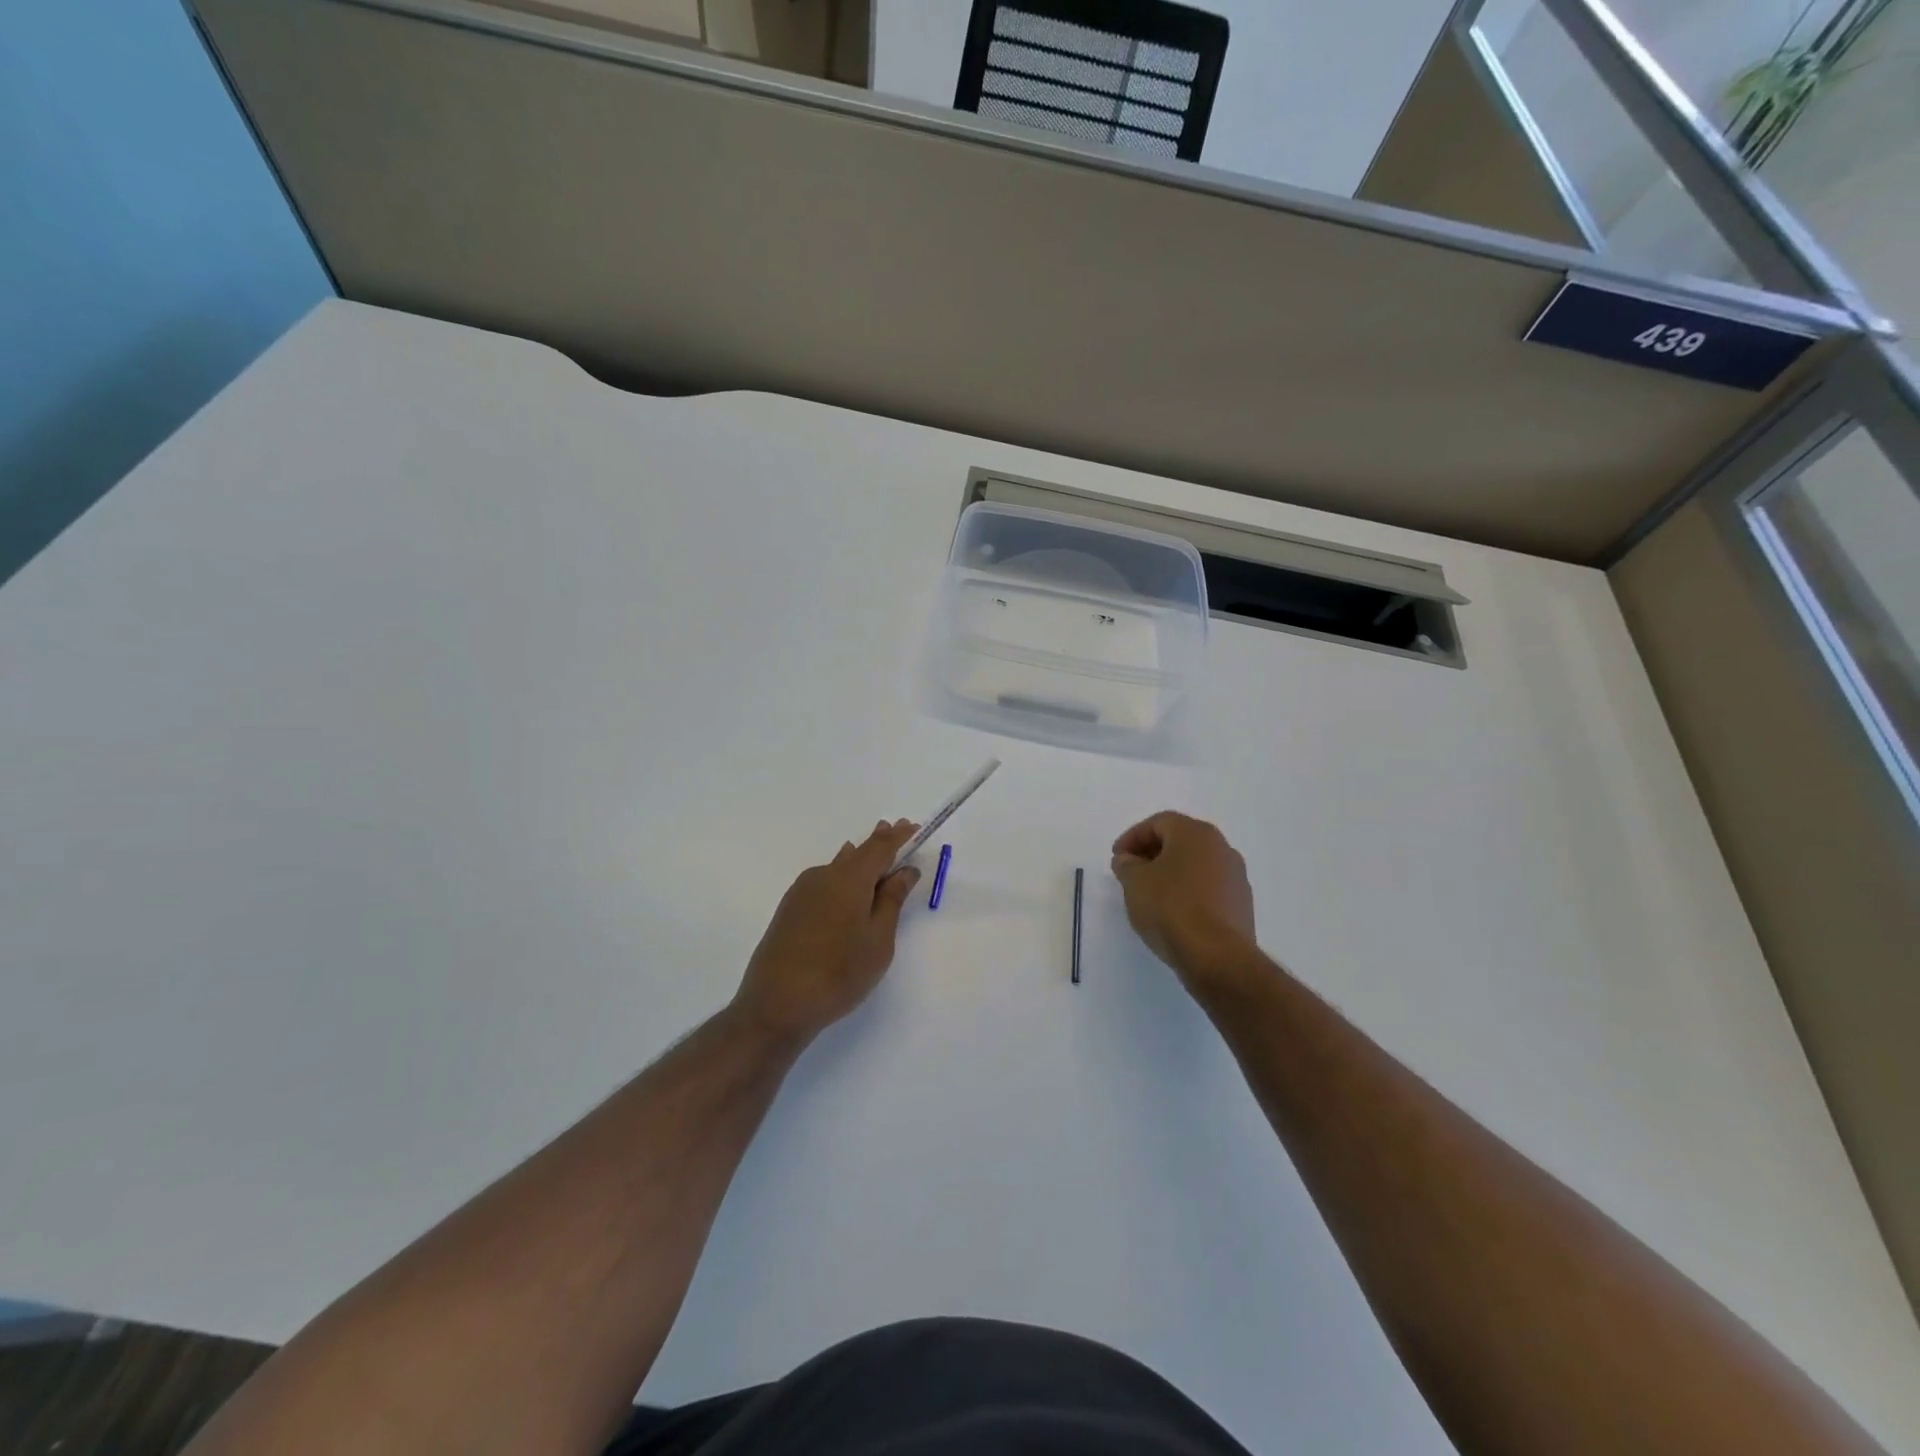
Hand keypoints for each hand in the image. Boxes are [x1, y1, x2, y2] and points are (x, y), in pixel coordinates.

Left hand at [732, 820, 921, 1044]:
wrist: (777, 1004)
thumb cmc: (839, 973)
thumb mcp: (878, 939)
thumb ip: (892, 900)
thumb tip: (905, 870)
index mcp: (849, 878)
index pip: (880, 847)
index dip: (898, 836)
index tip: (913, 826)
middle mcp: (823, 875)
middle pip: (857, 852)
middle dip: (878, 842)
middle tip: (895, 829)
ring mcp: (801, 892)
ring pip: (837, 866)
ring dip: (858, 859)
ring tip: (873, 854)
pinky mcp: (789, 910)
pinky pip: (823, 881)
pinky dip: (841, 877)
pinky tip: (844, 886)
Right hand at [1111, 812, 1256, 989]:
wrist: (1217, 956)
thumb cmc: (1170, 908)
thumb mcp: (1134, 883)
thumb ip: (1127, 865)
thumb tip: (1128, 860)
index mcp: (1195, 834)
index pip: (1158, 823)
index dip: (1133, 837)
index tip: (1117, 858)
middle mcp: (1221, 847)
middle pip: (1180, 841)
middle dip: (1152, 853)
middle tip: (1131, 872)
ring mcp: (1236, 876)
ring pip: (1196, 865)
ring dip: (1172, 873)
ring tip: (1150, 895)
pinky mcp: (1242, 904)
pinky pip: (1209, 888)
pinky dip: (1189, 892)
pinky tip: (1174, 913)